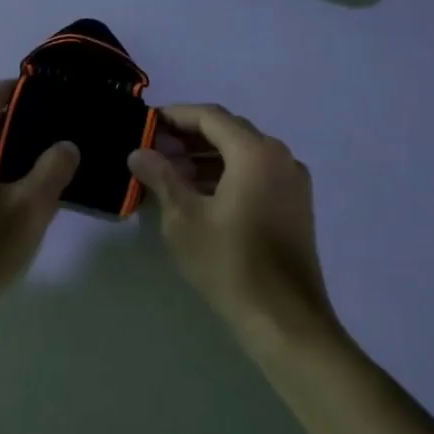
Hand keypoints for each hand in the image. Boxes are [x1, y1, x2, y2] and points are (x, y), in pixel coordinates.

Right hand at [128, 104, 340, 352]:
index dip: (175, 115)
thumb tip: (138, 152)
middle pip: (230, 131)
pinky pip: (257, 174)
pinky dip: (227, 173)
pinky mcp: (295, 205)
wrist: (282, 317)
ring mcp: (293, 182)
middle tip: (154, 148)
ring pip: (244, 154)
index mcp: (256, 153)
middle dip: (190, 136)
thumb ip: (161, 176)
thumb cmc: (228, 261)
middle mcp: (280, 157)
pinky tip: (200, 193)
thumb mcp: (183, 217)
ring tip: (171, 172)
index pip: (210, 117)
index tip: (146, 123)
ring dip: (207, 156)